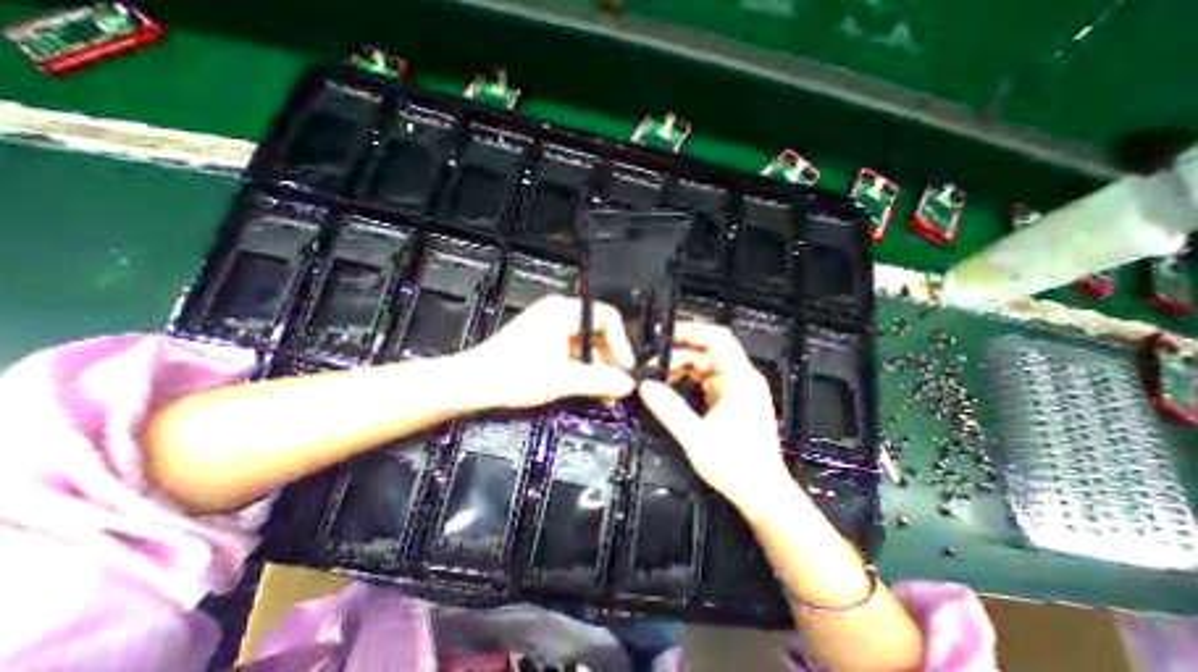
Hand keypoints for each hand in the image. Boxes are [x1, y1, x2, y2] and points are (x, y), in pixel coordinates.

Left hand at [458, 295, 635, 409]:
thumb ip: (601, 381)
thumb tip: (629, 384)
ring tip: (603, 395)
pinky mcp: (541, 340)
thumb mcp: (564, 379)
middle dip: (609, 361)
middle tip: (616, 387)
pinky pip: (570, 351)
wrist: (473, 383)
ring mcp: (548, 326)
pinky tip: (586, 389)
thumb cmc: (516, 374)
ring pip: (584, 344)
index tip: (626, 368)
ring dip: (596, 369)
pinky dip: (580, 369)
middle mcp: (558, 313)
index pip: (608, 317)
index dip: (622, 343)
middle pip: (597, 332)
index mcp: (564, 311)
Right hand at [637, 325, 792, 514]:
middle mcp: (742, 378)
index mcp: (740, 379)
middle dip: (679, 355)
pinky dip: (689, 381)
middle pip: (708, 351)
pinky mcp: (733, 401)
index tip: (663, 336)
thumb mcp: (695, 437)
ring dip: (682, 369)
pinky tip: (672, 390)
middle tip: (651, 367)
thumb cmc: (735, 467)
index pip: (717, 338)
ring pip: (706, 366)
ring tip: (658, 379)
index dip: (690, 331)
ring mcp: (738, 390)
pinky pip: (708, 381)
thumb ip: (669, 409)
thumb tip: (645, 386)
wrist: (763, 495)